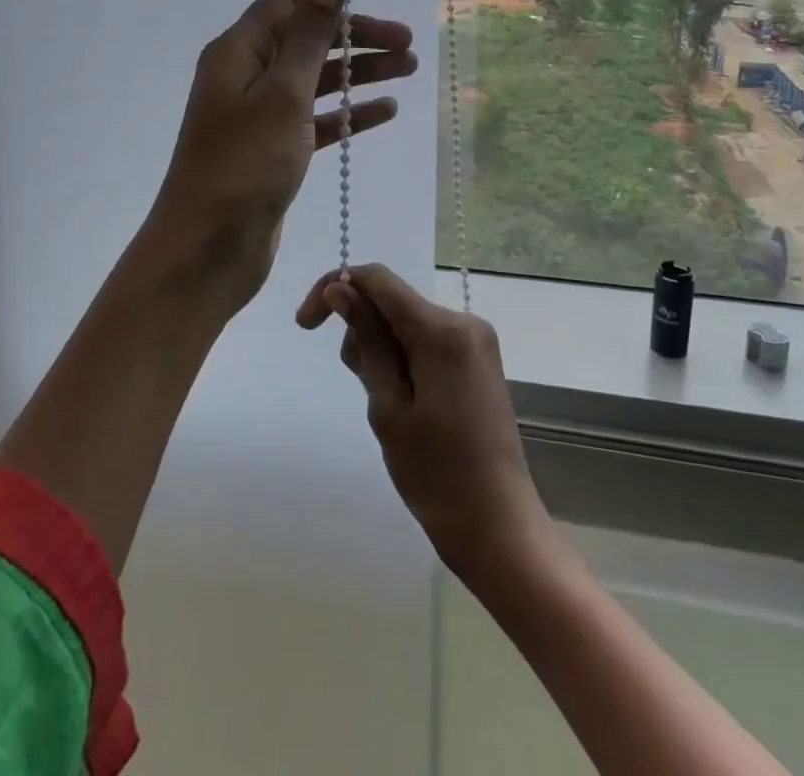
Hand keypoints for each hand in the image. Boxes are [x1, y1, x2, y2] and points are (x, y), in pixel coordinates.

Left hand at [148, 0, 416, 315]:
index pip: (285, 0)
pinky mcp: (275, 149)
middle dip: (355, 34)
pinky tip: (386, 110)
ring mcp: (260, 115)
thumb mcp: (282, 93)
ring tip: (409, 68)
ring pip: (317, 79)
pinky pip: (318, 119)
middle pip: (307, 39)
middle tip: (406, 40)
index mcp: (239, 52)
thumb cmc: (244, 165)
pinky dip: (349, 112)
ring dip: (359, 71)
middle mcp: (246, 76)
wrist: (209, 248)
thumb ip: (309, 36)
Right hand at [297, 263, 552, 585]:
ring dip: (383, 352)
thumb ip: (366, 340)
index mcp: (441, 329)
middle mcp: (463, 321)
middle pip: (391, 302)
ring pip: (406, 322)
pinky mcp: (478, 358)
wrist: (498, 525)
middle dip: (363, 334)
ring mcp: (475, 339)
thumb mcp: (388, 406)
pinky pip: (426, 339)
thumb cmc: (435, 474)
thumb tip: (340, 287)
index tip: (306, 325)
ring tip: (391, 409)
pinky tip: (410, 403)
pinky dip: (405, 360)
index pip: (377, 279)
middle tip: (367, 393)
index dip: (334, 288)